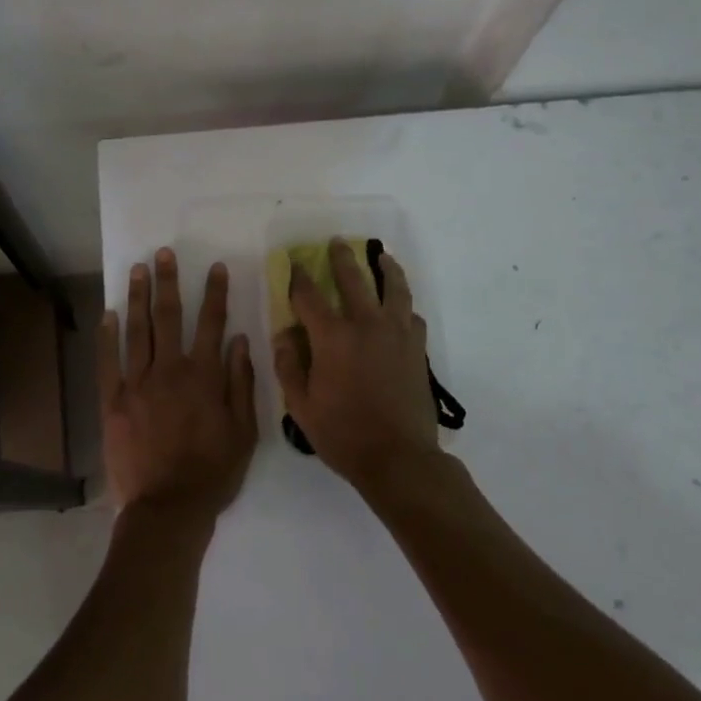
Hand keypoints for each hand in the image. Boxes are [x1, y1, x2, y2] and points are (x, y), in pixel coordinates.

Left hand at [99, 248, 258, 519]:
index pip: (211, 323)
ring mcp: (137, 384)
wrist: (168, 508)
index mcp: (204, 376)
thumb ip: (241, 382)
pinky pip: (108, 361)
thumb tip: (239, 340)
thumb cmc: (213, 471)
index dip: (215, 293)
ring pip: (137, 330)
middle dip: (168, 282)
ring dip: (138, 297)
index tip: (216, 268)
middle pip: (168, 316)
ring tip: (138, 269)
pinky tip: (109, 313)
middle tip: (164, 253)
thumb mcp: (244, 431)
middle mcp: (169, 370)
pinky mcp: (113, 401)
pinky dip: (108, 335)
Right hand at [272, 237, 439, 490]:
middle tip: (337, 242)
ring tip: (381, 256)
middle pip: (353, 279)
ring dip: (385, 268)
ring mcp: (397, 334)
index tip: (293, 263)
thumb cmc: (343, 434)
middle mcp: (366, 325)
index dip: (298, 277)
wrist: (399, 458)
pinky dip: (403, 306)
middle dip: (341, 258)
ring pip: (394, 289)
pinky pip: (412, 316)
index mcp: (333, 337)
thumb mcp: (301, 405)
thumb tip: (283, 334)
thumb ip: (288, 365)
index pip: (310, 296)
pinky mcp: (416, 349)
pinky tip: (400, 307)